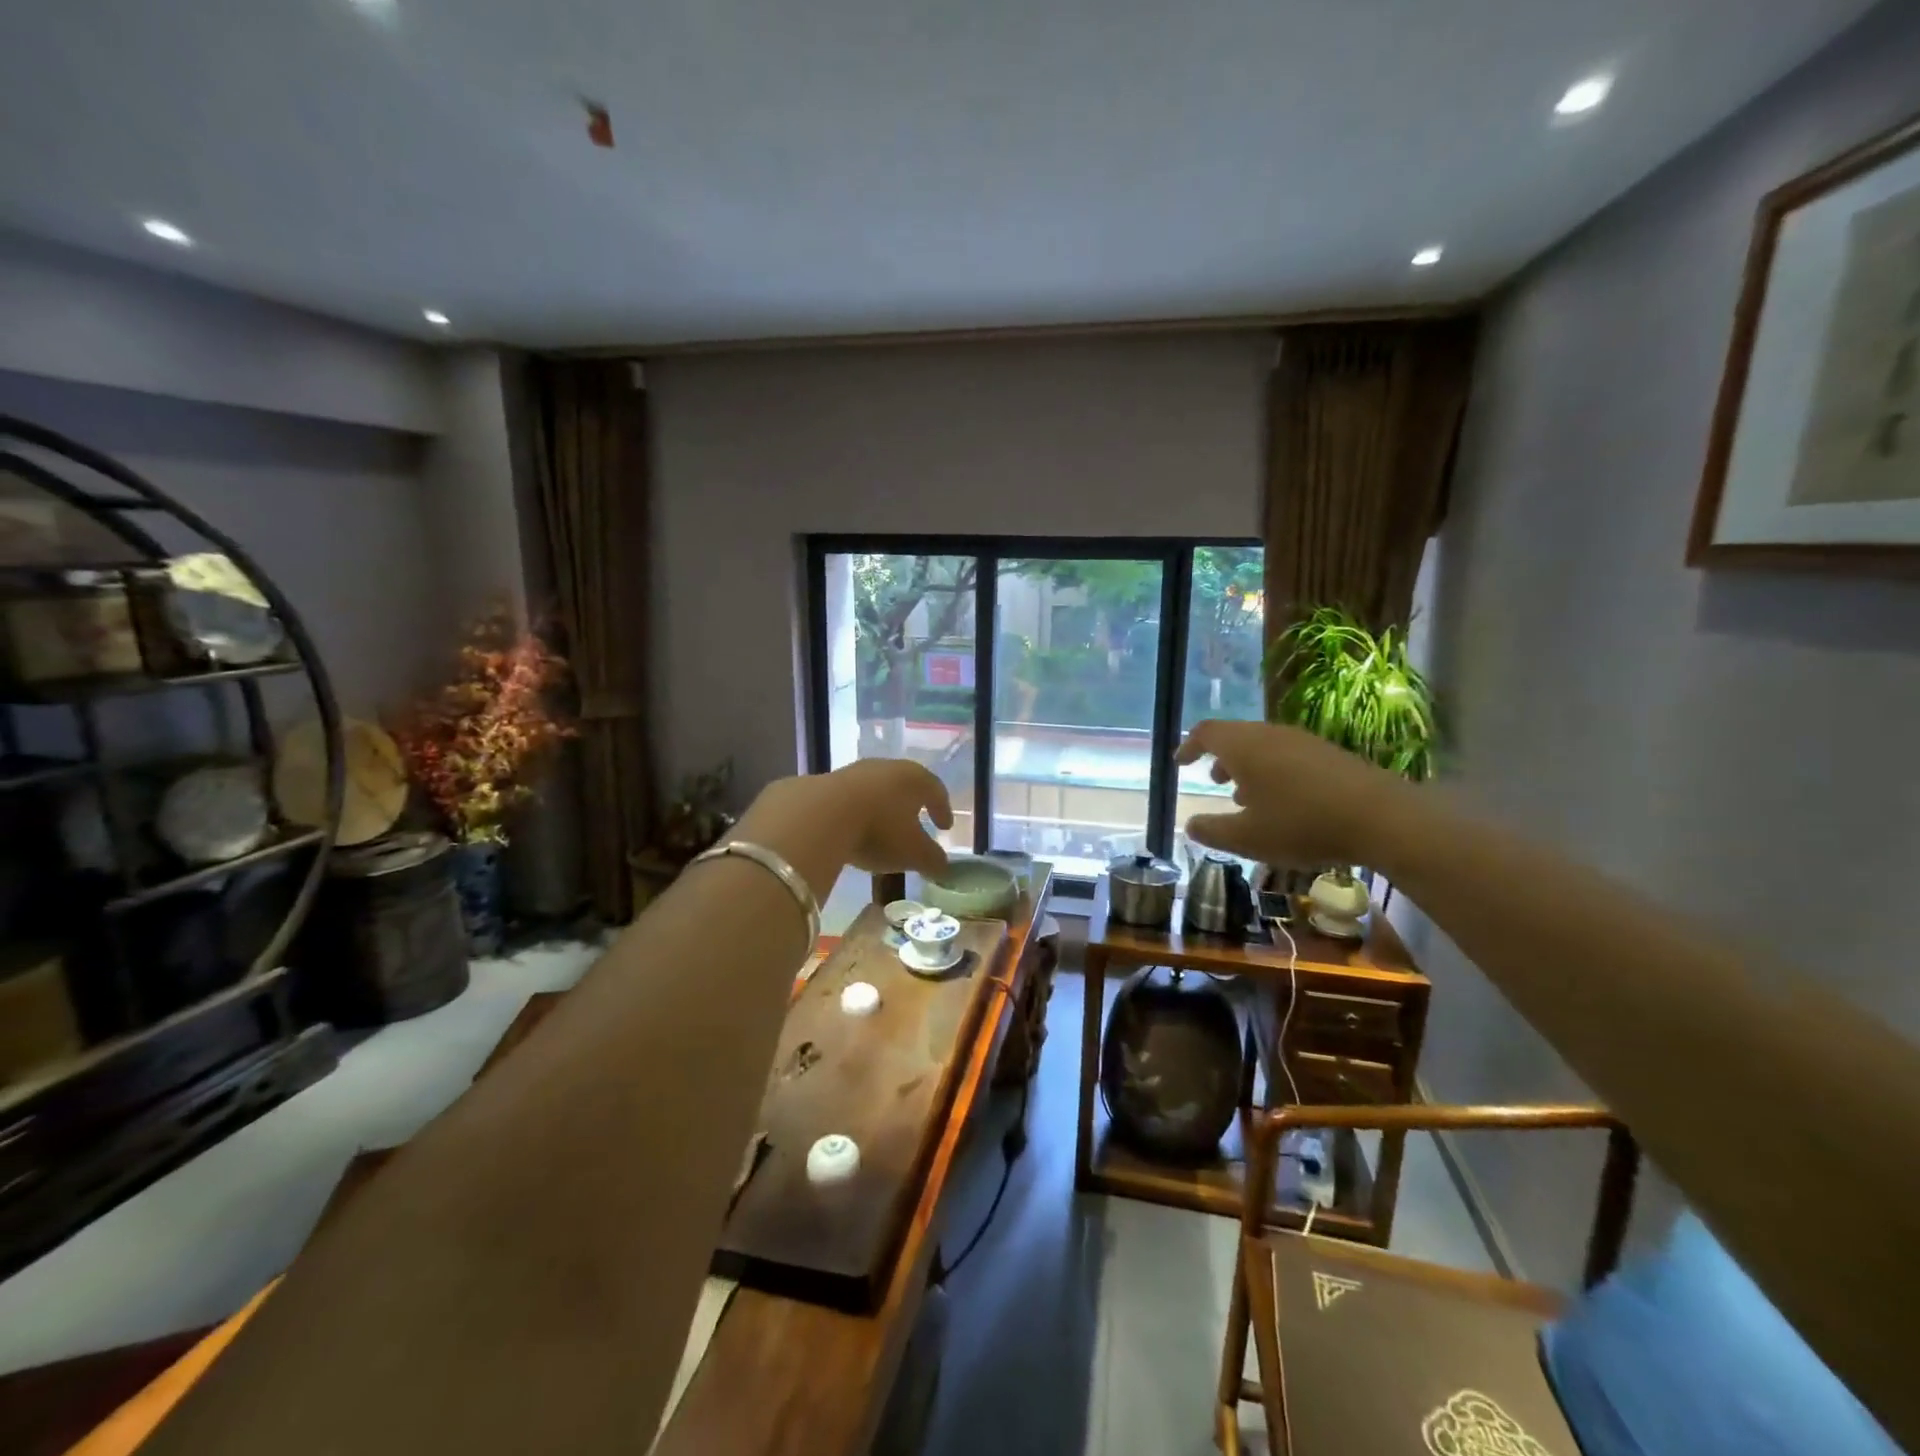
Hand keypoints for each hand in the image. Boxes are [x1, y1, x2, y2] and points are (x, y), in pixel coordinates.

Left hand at [732, 759, 952, 900]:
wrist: (820, 815)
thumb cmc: (880, 830)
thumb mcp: (914, 853)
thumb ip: (933, 860)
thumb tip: (944, 867)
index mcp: (915, 779)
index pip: (936, 790)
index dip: (943, 809)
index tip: (945, 827)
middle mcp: (887, 768)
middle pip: (906, 785)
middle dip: (912, 805)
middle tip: (917, 823)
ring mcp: (855, 772)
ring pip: (877, 790)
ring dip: (883, 808)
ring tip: (883, 829)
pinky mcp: (827, 782)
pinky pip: (851, 797)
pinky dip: (858, 812)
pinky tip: (853, 829)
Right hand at [1177, 720, 1417, 867]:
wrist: (1381, 817)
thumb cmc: (1301, 824)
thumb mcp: (1247, 838)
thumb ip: (1212, 831)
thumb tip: (1190, 825)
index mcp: (1244, 747)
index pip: (1206, 733)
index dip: (1189, 746)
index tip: (1180, 763)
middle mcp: (1270, 735)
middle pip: (1236, 736)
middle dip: (1220, 757)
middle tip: (1213, 780)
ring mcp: (1302, 742)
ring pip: (1263, 746)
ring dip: (1247, 766)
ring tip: (1245, 796)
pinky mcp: (1328, 754)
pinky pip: (1287, 755)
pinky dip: (1272, 771)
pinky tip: (1283, 802)